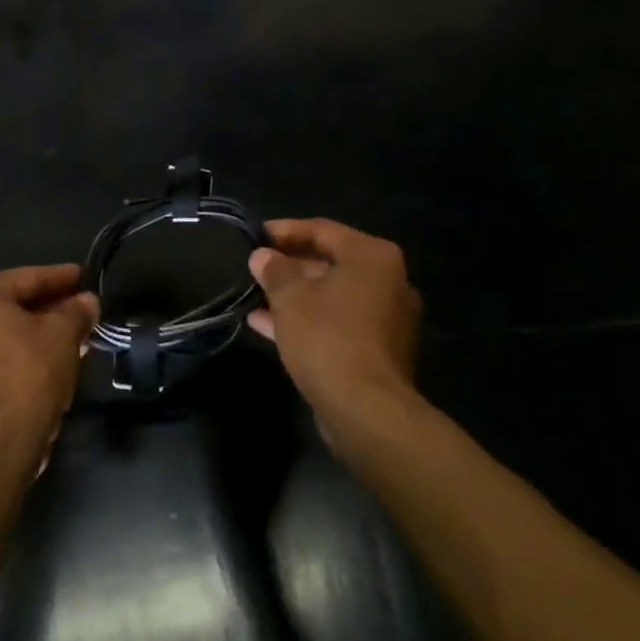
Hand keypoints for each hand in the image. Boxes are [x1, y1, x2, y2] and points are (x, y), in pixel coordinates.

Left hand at [0, 264, 98, 459]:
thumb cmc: (27, 373)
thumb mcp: (63, 334)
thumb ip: (76, 311)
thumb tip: (87, 302)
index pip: (27, 278)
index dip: (61, 278)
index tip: (85, 278)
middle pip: (11, 306)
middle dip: (49, 309)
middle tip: (81, 310)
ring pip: (2, 333)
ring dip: (36, 334)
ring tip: (71, 338)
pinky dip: (19, 355)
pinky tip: (49, 362)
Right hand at [248, 219, 422, 434]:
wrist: (366, 410)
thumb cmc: (328, 338)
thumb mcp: (290, 297)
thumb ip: (274, 270)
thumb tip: (261, 256)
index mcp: (373, 257)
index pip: (322, 230)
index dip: (284, 230)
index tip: (254, 235)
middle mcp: (387, 281)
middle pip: (329, 262)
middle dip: (288, 265)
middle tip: (253, 267)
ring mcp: (385, 318)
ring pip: (330, 295)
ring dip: (292, 295)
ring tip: (252, 295)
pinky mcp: (376, 349)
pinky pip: (335, 322)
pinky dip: (305, 320)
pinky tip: (265, 324)